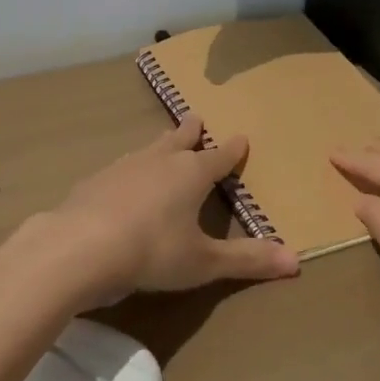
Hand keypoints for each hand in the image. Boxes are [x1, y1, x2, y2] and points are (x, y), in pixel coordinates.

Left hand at [52, 117, 300, 298]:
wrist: (81, 245)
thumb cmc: (153, 251)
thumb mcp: (203, 262)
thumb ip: (247, 260)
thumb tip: (297, 262)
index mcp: (191, 173)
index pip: (219, 157)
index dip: (232, 150)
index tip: (241, 137)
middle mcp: (160, 160)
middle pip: (180, 139)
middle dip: (191, 131)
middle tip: (196, 118)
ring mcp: (125, 166)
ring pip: (149, 149)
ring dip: (160, 145)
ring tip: (163, 144)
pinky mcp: (96, 179)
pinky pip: (120, 168)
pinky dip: (129, 171)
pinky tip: (122, 181)